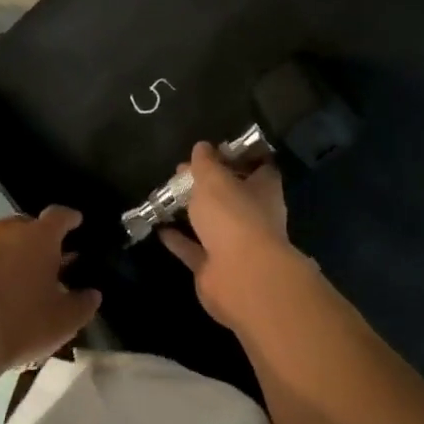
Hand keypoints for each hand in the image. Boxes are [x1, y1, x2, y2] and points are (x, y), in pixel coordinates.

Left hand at [0, 207, 99, 373]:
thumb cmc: (17, 325)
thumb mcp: (62, 323)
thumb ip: (82, 305)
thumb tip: (91, 294)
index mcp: (39, 238)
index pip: (60, 216)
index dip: (69, 219)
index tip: (75, 223)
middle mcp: (4, 230)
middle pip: (24, 226)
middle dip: (34, 241)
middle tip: (39, 265)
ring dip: (2, 255)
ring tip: (5, 284)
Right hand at [160, 144, 325, 333]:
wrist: (240, 277)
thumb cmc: (234, 215)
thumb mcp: (214, 178)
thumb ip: (206, 162)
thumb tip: (202, 147)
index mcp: (264, 189)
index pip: (258, 167)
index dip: (237, 157)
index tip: (214, 149)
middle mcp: (255, 216)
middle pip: (231, 194)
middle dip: (208, 184)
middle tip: (181, 171)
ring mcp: (237, 244)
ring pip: (212, 222)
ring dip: (193, 211)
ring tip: (167, 195)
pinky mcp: (216, 268)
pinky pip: (195, 248)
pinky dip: (179, 239)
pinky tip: (159, 227)